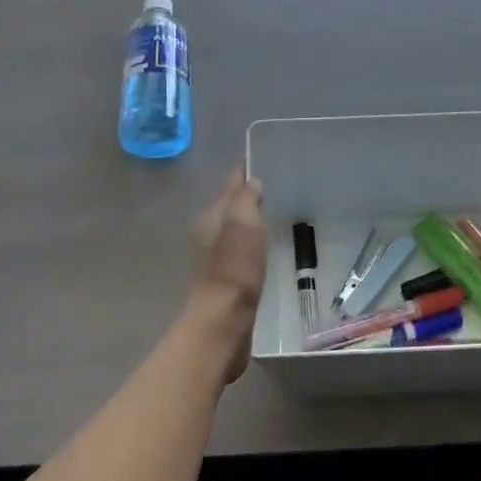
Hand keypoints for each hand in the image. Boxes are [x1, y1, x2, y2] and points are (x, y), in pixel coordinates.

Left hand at [185, 170, 265, 381]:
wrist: (224, 322)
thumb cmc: (235, 268)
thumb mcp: (244, 224)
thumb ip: (246, 199)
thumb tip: (252, 181)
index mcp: (210, 218)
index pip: (229, 186)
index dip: (242, 172)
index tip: (260, 157)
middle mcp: (208, 235)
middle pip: (229, 207)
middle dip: (245, 194)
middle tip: (272, 182)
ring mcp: (216, 259)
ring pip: (234, 229)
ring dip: (248, 219)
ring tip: (271, 210)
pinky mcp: (227, 281)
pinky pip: (241, 250)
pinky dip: (251, 242)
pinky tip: (264, 245)